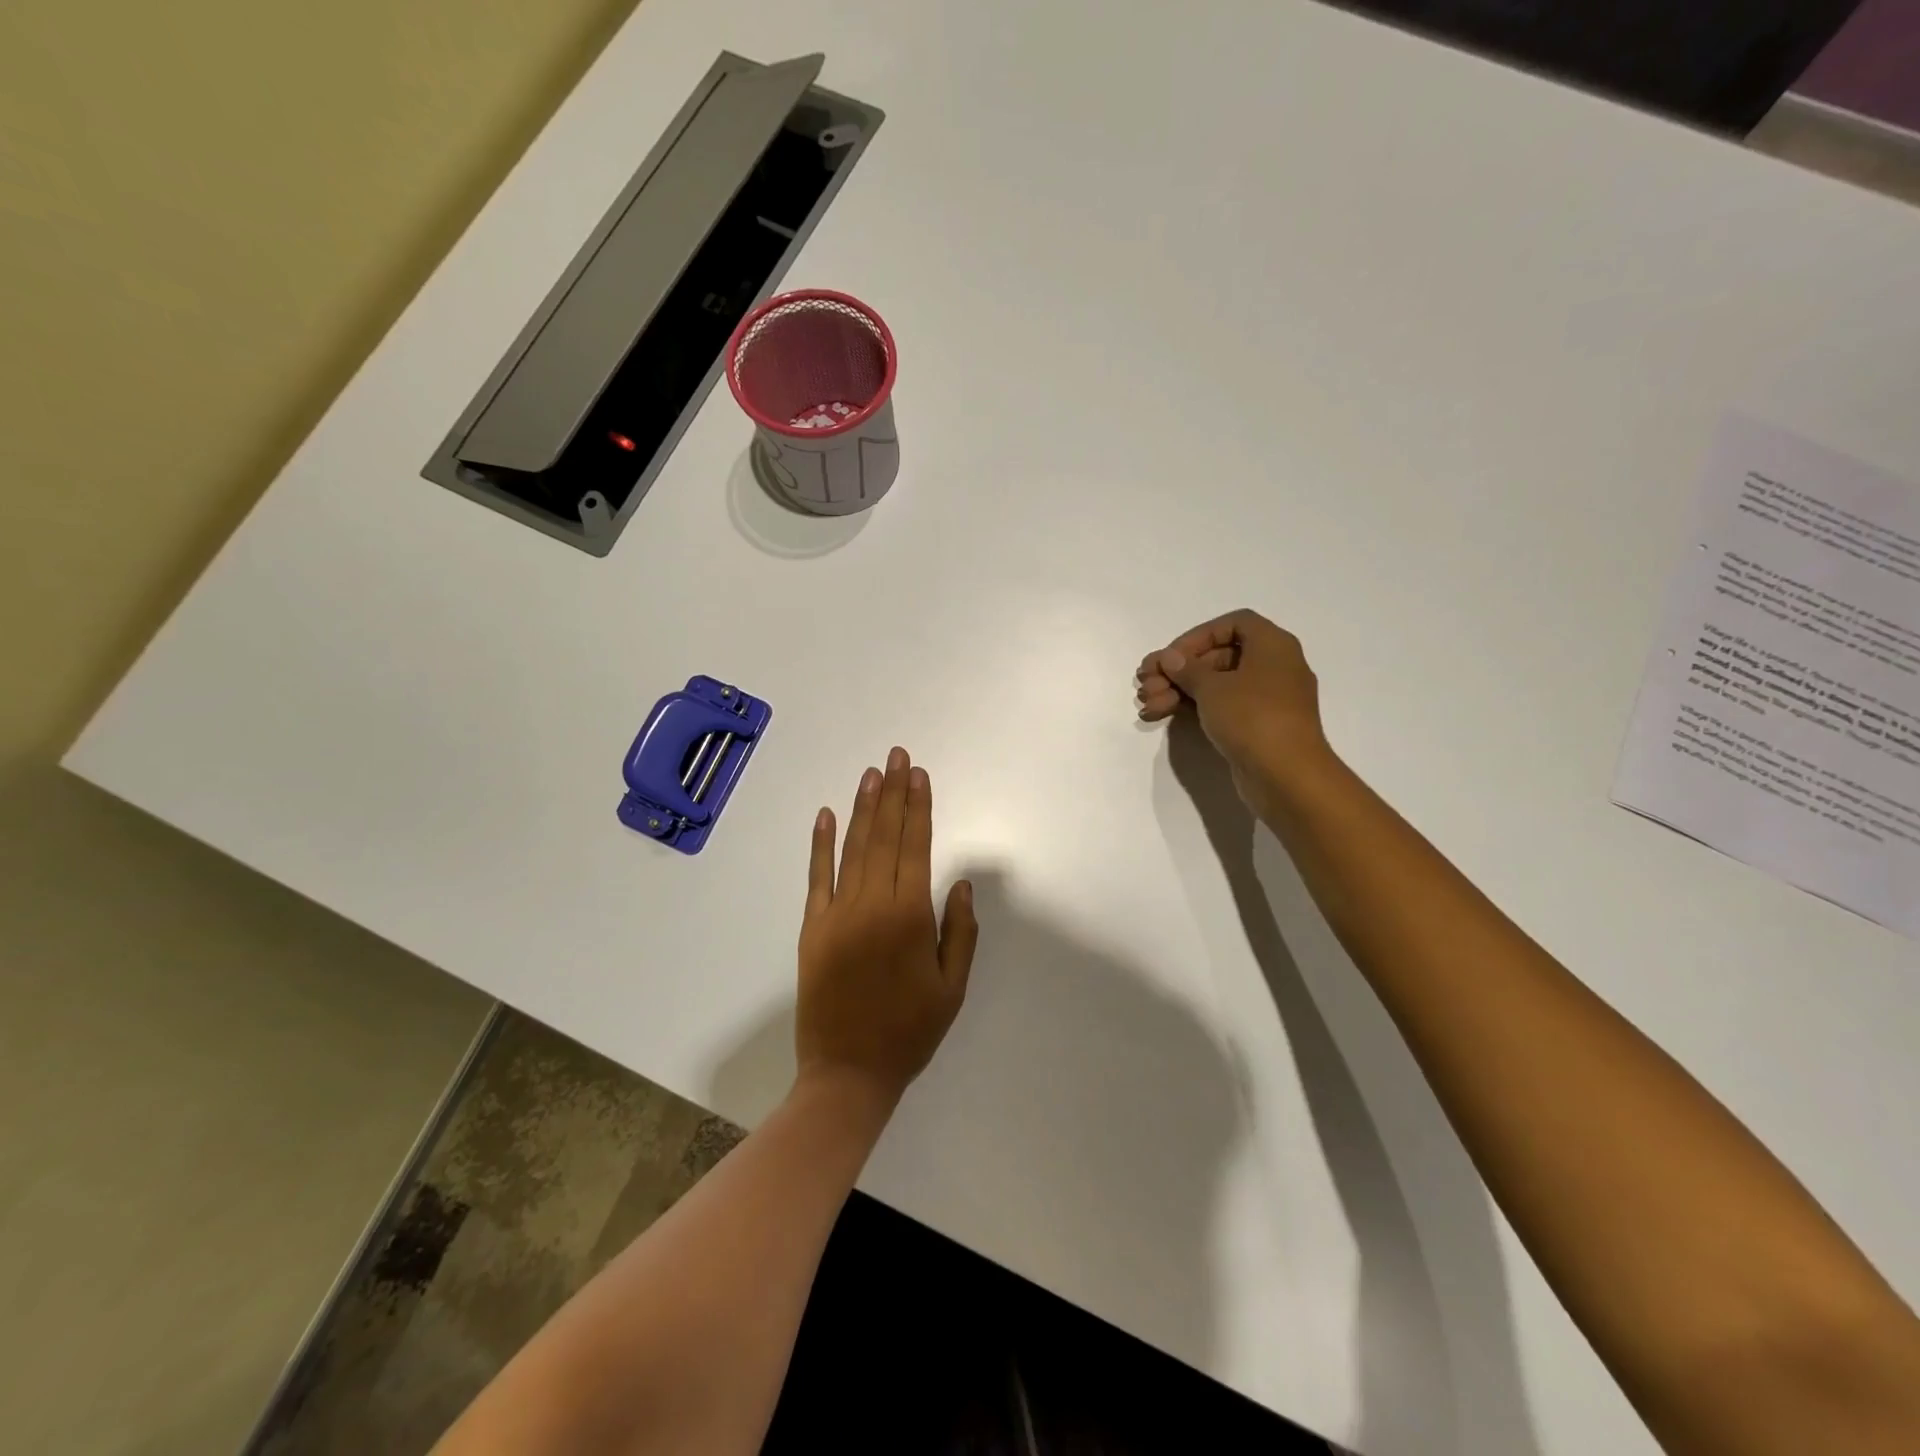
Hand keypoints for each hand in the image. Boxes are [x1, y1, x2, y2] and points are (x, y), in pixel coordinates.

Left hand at [795, 748, 978, 1110]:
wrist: (847, 1073)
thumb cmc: (909, 1032)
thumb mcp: (952, 987)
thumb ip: (959, 931)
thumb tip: (960, 883)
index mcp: (909, 917)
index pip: (916, 847)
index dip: (919, 808)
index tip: (919, 775)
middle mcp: (872, 905)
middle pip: (884, 837)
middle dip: (892, 793)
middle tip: (896, 756)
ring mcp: (837, 913)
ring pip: (853, 848)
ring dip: (863, 808)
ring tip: (871, 774)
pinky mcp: (812, 928)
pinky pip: (816, 877)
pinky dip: (820, 844)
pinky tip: (825, 815)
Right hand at [1136, 609, 1330, 807]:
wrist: (1286, 776)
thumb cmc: (1252, 717)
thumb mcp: (1213, 688)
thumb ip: (1187, 669)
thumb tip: (1170, 658)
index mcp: (1272, 645)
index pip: (1232, 624)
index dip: (1197, 636)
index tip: (1172, 657)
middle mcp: (1273, 667)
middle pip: (1218, 656)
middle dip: (1178, 670)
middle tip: (1145, 684)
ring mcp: (1265, 699)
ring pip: (1216, 685)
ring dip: (1178, 690)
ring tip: (1146, 704)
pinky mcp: (1256, 727)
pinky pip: (1221, 707)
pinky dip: (1192, 708)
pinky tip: (1160, 715)